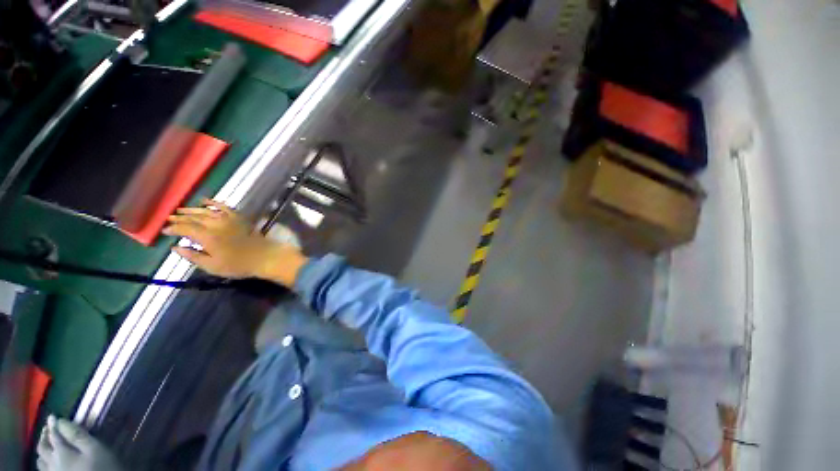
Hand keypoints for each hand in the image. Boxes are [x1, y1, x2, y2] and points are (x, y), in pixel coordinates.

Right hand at [163, 199, 308, 285]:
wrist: (264, 256)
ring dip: (192, 210)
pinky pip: (224, 207)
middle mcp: (215, 224)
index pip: (185, 228)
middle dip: (179, 218)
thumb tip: (175, 247)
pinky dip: (213, 203)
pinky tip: (205, 201)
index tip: (164, 230)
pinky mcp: (239, 218)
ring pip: (206, 211)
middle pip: (193, 218)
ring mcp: (228, 219)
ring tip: (180, 210)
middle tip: (169, 218)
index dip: (173, 228)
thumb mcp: (211, 266)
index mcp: (206, 236)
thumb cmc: (237, 265)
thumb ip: (192, 256)